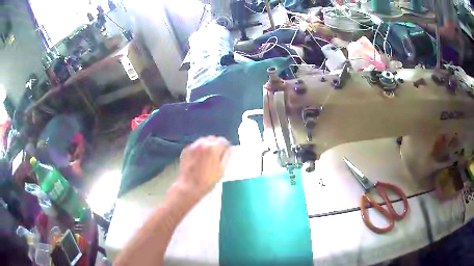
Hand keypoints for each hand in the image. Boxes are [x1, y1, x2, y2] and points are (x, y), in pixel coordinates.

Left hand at [176, 136, 230, 198]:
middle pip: (212, 139)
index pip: (223, 140)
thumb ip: (227, 157)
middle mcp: (202, 143)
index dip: (226, 146)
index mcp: (213, 147)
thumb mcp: (222, 170)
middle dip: (216, 144)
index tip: (226, 152)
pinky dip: (199, 149)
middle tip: (217, 154)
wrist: (189, 187)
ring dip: (207, 146)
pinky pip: (195, 146)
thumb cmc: (207, 180)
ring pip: (203, 141)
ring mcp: (192, 146)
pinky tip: (199, 159)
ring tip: (208, 156)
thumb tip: (230, 149)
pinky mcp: (185, 151)